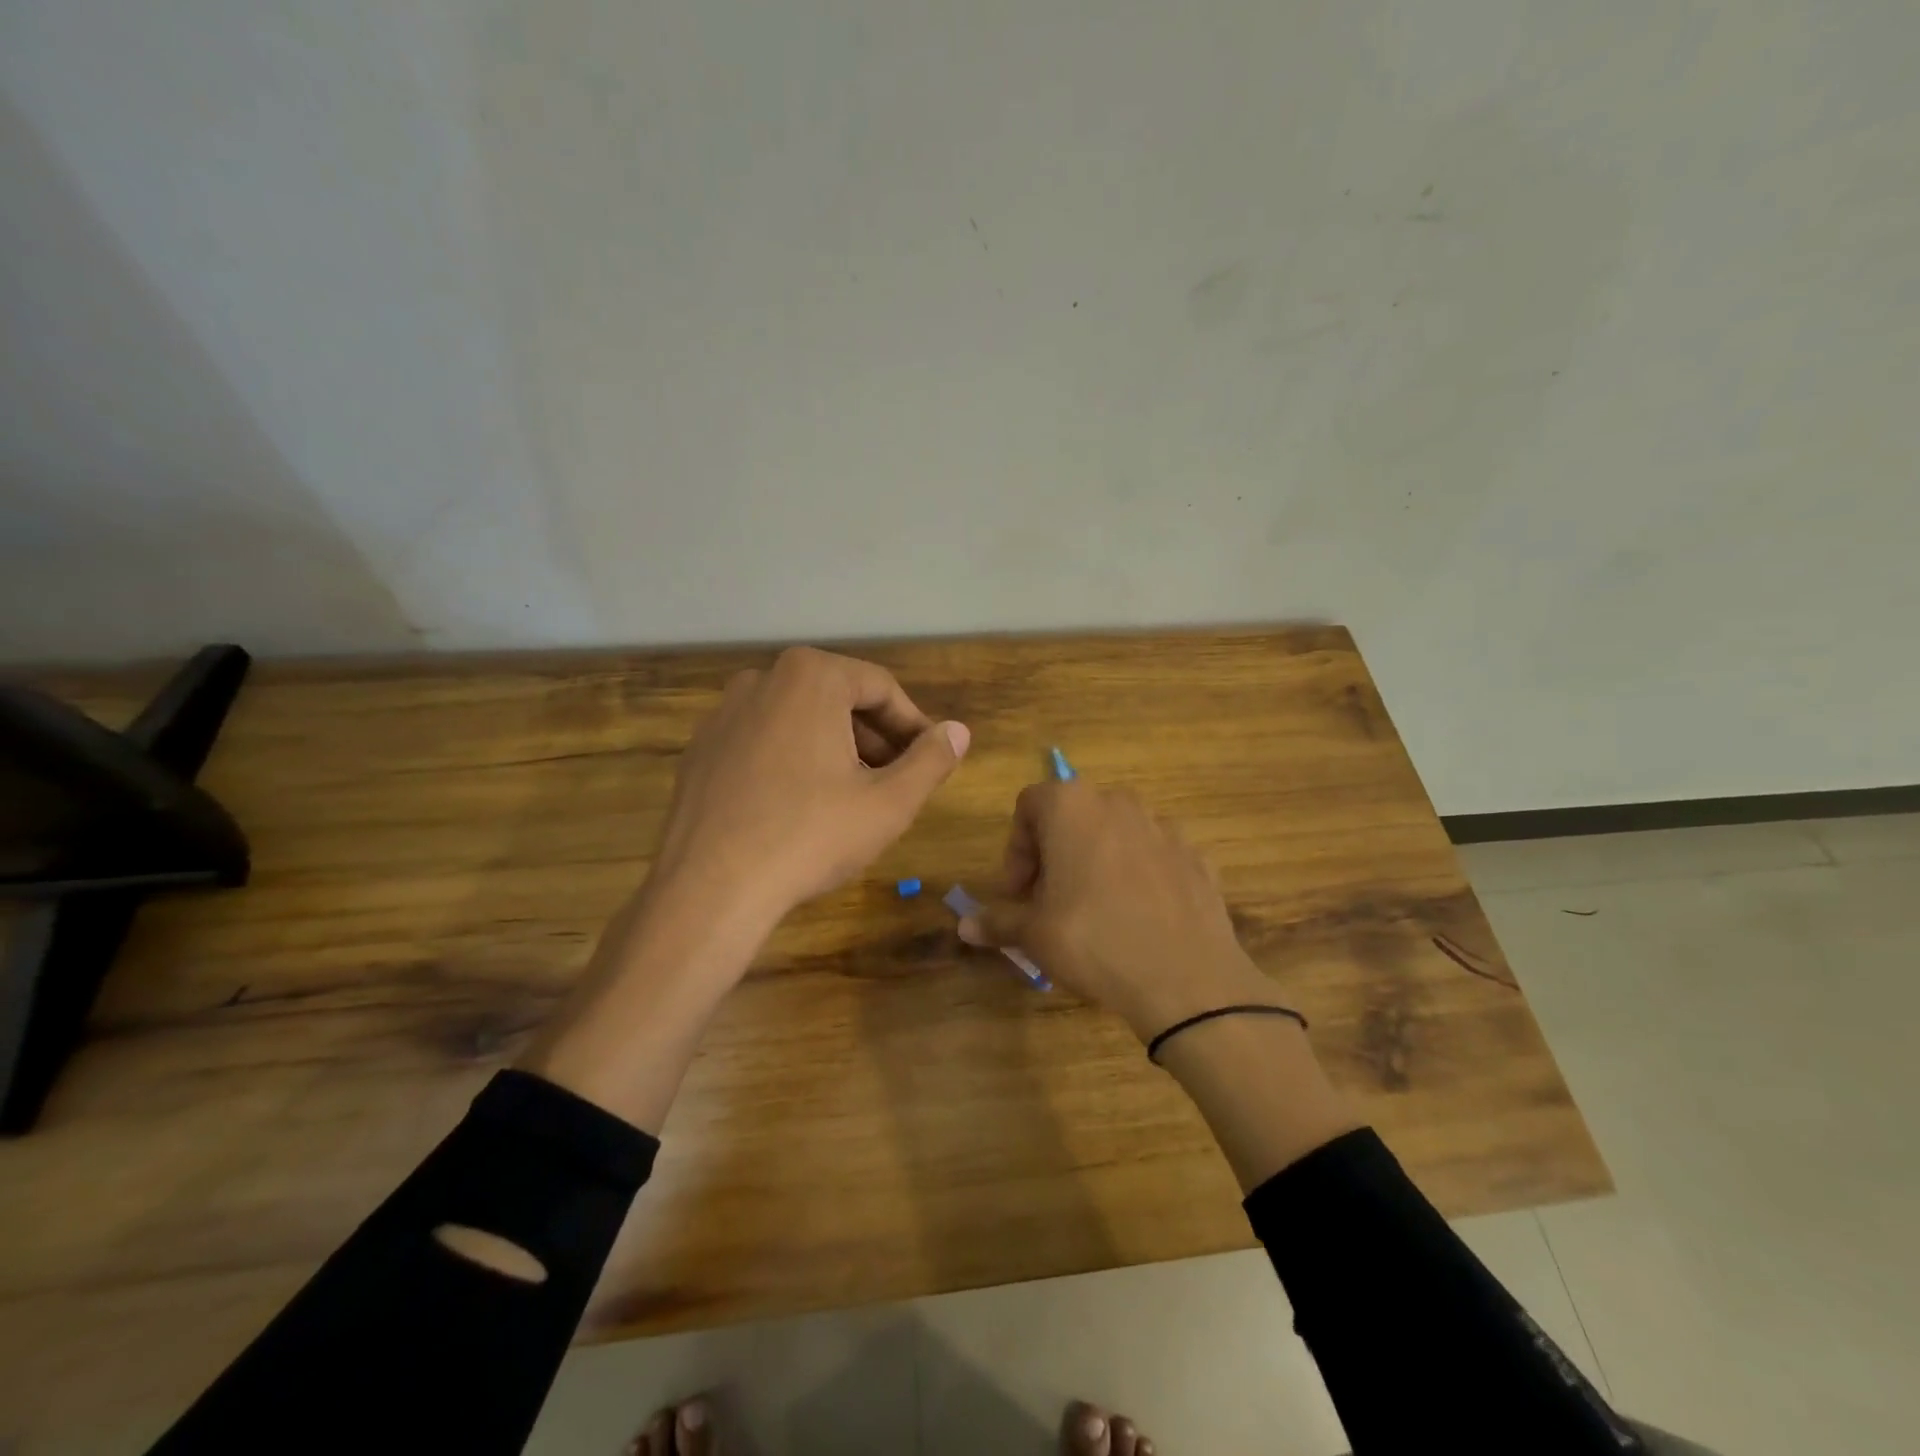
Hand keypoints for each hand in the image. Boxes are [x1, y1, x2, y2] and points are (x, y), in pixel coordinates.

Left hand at [522, 647, 966, 1130]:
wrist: (709, 889)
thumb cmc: (810, 836)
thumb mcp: (888, 802)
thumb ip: (931, 760)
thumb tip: (959, 731)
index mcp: (811, 676)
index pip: (882, 688)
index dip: (915, 725)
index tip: (931, 761)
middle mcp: (762, 679)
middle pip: (838, 699)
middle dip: (876, 738)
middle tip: (898, 782)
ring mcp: (724, 713)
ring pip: (800, 720)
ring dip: (837, 749)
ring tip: (855, 797)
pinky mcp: (701, 749)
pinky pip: (764, 741)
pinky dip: (793, 761)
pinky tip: (801, 807)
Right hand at [959, 781, 1278, 1041]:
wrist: (1188, 978)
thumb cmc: (1094, 941)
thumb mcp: (1035, 935)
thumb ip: (997, 921)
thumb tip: (964, 926)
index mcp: (1072, 806)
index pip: (1028, 804)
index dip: (1016, 849)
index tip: (1019, 892)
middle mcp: (1117, 802)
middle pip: (1072, 816)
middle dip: (1054, 854)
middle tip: (1049, 902)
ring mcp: (1163, 826)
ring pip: (1114, 833)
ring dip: (1095, 861)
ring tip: (1094, 911)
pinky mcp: (1195, 855)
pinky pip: (1152, 856)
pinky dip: (1136, 875)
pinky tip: (1137, 918)